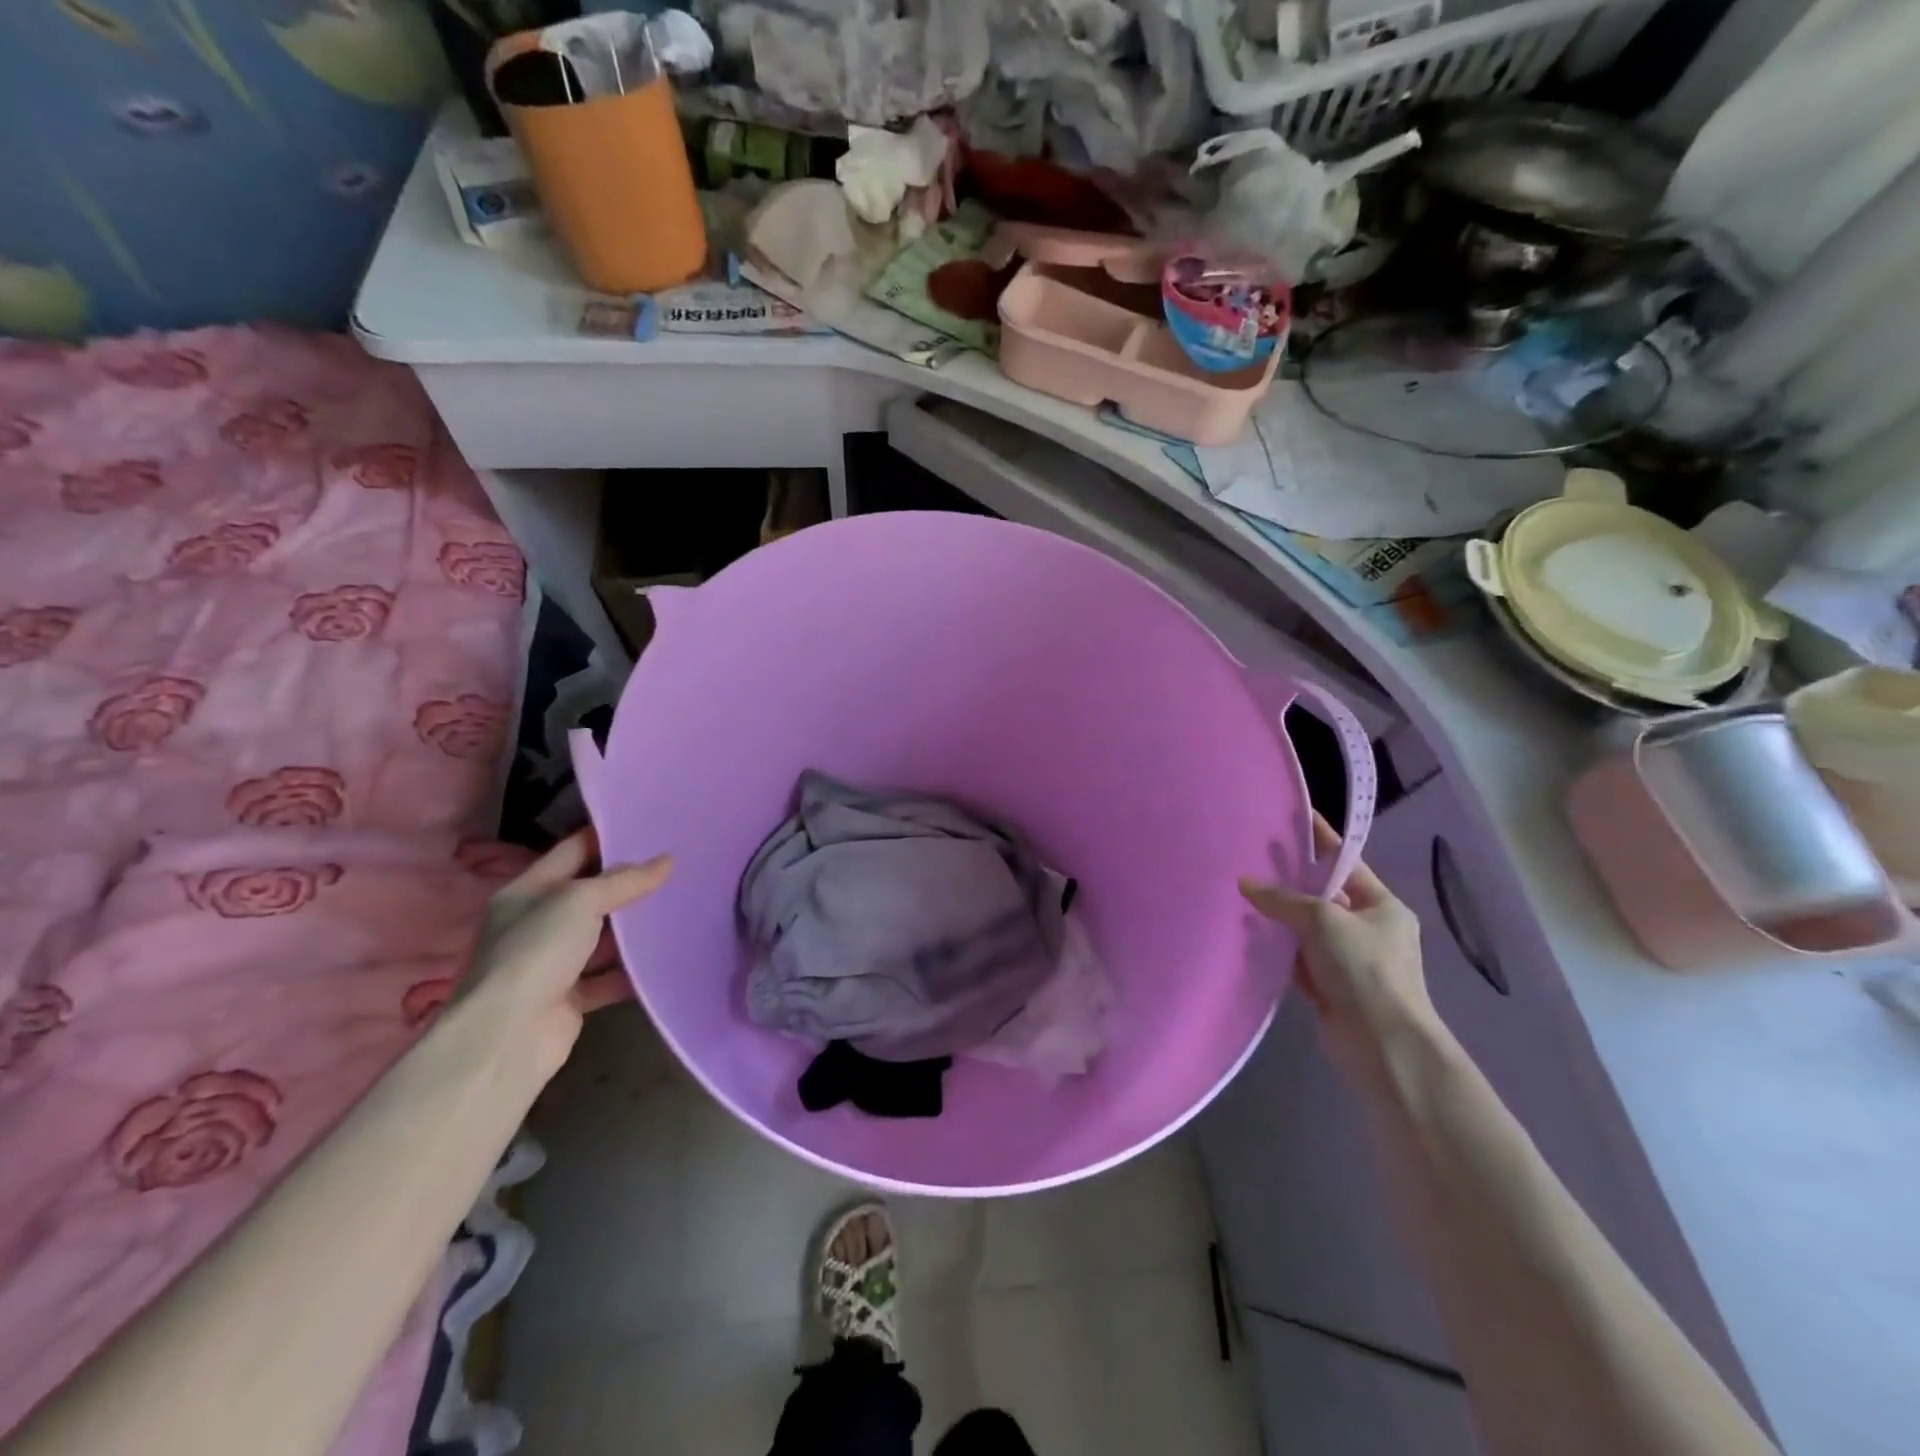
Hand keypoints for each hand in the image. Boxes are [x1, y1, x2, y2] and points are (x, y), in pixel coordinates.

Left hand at [460, 830, 671, 1076]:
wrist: (506, 1036)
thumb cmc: (536, 951)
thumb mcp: (581, 900)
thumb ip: (624, 880)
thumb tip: (666, 860)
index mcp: (527, 891)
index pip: (572, 851)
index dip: (607, 836)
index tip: (649, 825)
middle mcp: (536, 924)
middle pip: (589, 894)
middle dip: (628, 882)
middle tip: (675, 864)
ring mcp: (551, 963)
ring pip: (600, 937)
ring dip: (632, 928)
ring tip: (679, 905)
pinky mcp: (569, 998)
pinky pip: (607, 978)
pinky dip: (632, 971)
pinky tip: (665, 957)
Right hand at [1239, 814, 1433, 1058]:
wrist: (1381, 1044)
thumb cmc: (1363, 968)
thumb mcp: (1323, 920)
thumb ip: (1282, 899)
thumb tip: (1245, 883)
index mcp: (1381, 906)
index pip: (1346, 862)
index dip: (1321, 840)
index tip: (1295, 817)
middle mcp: (1369, 929)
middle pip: (1323, 896)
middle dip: (1290, 883)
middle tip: (1252, 859)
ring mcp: (1350, 961)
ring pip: (1307, 929)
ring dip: (1281, 919)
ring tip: (1242, 896)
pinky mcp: (1332, 987)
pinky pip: (1300, 959)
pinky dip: (1281, 951)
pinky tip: (1252, 938)